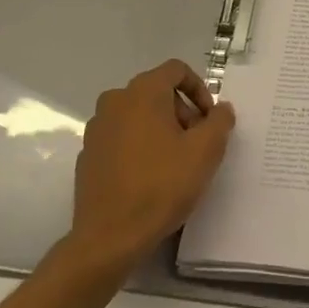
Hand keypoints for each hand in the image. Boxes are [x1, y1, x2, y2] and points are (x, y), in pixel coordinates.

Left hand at [70, 59, 235, 278]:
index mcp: (142, 92)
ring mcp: (97, 129)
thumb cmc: (162, 185)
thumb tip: (221, 109)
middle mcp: (115, 101)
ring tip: (176, 162)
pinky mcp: (87, 155)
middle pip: (157, 92)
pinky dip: (139, 147)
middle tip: (197, 143)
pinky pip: (121, 138)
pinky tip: (149, 178)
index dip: (200, 89)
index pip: (176, 70)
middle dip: (182, 112)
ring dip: (161, 129)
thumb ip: (220, 121)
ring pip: (138, 115)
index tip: (210, 119)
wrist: (110, 237)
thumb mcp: (206, 151)